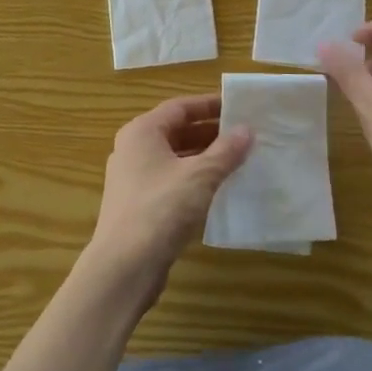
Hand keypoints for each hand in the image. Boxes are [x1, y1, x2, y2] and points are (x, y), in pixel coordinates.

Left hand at [80, 95, 251, 310]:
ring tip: (239, 160)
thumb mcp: (200, 176)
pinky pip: (171, 181)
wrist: (124, 265)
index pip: (180, 107)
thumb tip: (247, 130)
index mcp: (142, 132)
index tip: (239, 107)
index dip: (209, 105)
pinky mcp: (139, 204)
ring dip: (205, 157)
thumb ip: (226, 151)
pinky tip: (219, 189)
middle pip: (176, 131)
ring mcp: (133, 178)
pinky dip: (195, 179)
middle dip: (211, 132)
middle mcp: (134, 149)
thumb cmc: (161, 209)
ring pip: (175, 158)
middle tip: (245, 135)